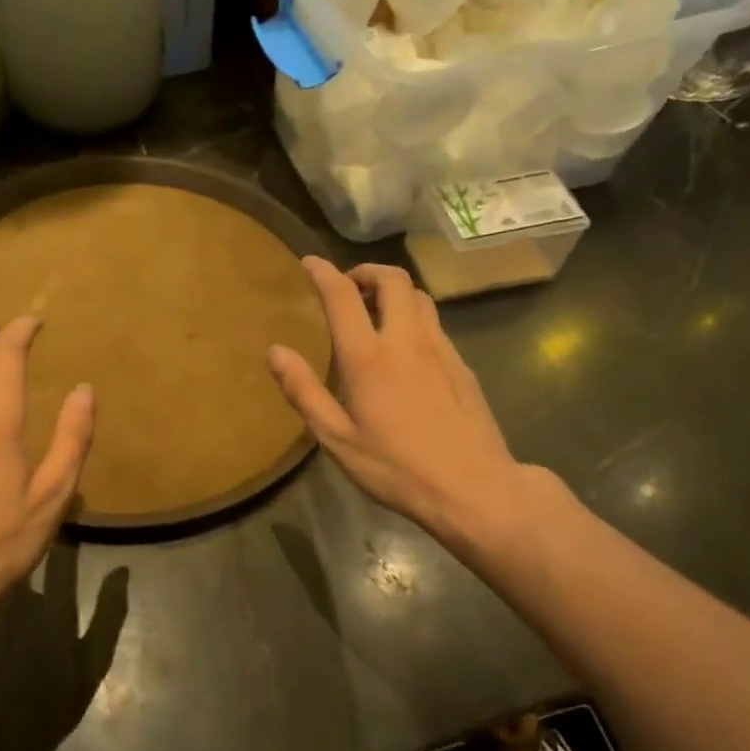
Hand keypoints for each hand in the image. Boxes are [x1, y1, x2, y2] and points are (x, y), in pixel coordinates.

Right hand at [268, 259, 526, 546]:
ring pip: (419, 297)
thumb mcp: (338, 439)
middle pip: (392, 280)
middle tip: (348, 286)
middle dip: (367, 271)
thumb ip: (304, 392)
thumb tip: (275, 352)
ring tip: (375, 310)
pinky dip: (414, 316)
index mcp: (369, 358)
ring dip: (393, 291)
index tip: (309, 263)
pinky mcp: (462, 365)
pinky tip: (406, 347)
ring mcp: (441, 350)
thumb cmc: (396, 468)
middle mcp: (407, 341)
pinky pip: (435, 323)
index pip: (343, 296)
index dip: (324, 273)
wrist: (473, 487)